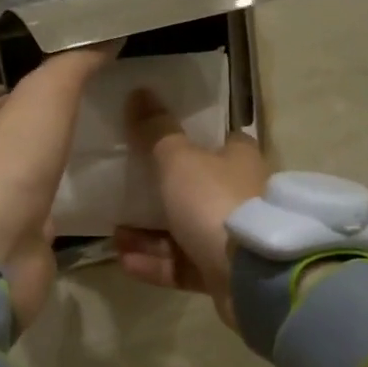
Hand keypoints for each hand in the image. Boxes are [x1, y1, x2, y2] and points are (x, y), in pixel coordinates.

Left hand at [0, 43, 119, 327]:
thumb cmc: (15, 164)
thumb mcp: (45, 96)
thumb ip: (74, 65)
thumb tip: (107, 35)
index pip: (17, 96)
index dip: (51, 85)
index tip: (95, 79)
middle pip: (32, 136)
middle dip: (65, 126)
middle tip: (113, 116)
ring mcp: (9, 202)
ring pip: (46, 172)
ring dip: (72, 163)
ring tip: (118, 151)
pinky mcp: (28, 235)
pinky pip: (58, 208)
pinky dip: (78, 199)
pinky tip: (109, 193)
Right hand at [113, 88, 269, 326]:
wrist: (252, 275)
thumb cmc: (215, 202)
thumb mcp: (179, 160)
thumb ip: (157, 131)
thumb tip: (140, 91)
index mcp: (240, 161)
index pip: (221, 142)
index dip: (193, 140)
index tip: (158, 141)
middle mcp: (241, 197)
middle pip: (197, 190)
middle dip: (158, 194)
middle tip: (122, 194)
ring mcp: (233, 239)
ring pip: (184, 232)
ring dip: (147, 234)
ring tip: (115, 234)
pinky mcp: (224, 275)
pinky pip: (184, 265)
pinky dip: (156, 262)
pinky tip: (125, 260)